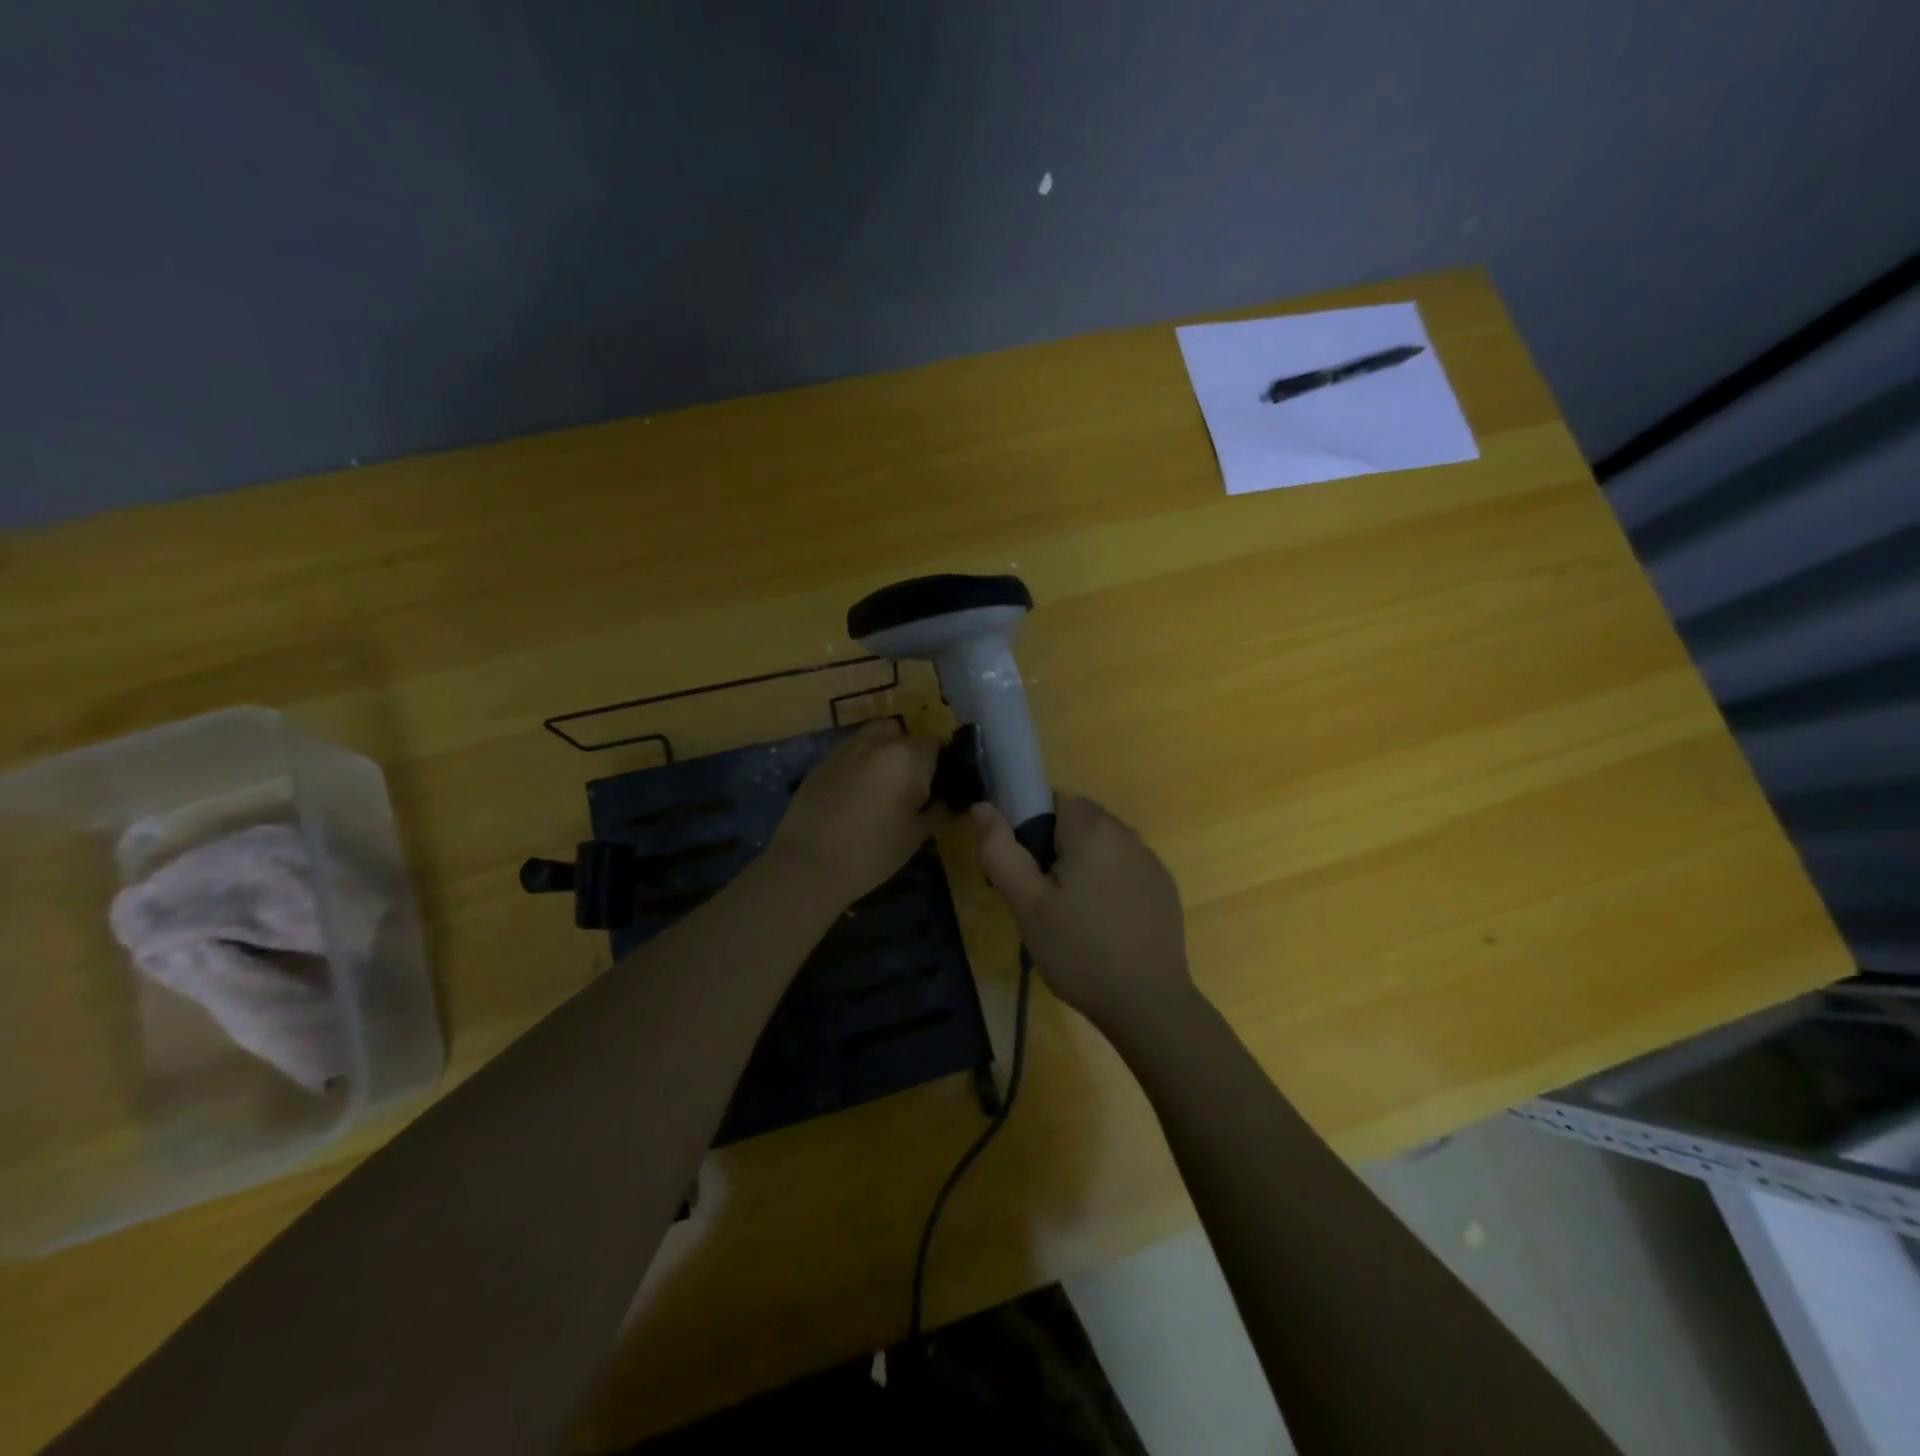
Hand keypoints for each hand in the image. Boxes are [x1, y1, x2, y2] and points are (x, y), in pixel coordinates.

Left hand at [770, 722, 949, 908]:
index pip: (936, 744)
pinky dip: (860, 764)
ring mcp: (845, 748)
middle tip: (910, 788)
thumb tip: (949, 803)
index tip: (939, 787)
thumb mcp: (916, 835)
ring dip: (884, 753)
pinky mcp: (822, 761)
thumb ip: (939, 812)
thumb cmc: (873, 851)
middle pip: (903, 734)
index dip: (942, 764)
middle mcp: (877, 741)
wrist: (809, 864)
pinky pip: (851, 752)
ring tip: (882, 787)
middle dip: (910, 754)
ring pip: (874, 738)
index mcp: (906, 756)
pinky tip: (855, 794)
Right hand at [972, 795, 1194, 1033]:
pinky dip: (1110, 884)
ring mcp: (1151, 861)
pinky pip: (1126, 869)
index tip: (1027, 870)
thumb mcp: (1027, 904)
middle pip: (1080, 821)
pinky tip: (1104, 924)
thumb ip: (1001, 851)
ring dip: (1084, 865)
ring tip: (1072, 915)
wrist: (1147, 1003)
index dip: (1033, 828)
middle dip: (1057, 848)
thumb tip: (983, 806)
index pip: (1054, 800)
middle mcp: (1127, 834)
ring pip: (1103, 846)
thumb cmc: (1078, 950)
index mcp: (1092, 829)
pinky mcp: (1164, 887)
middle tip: (1043, 898)